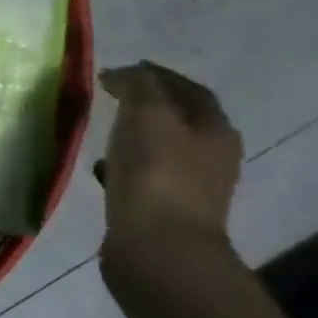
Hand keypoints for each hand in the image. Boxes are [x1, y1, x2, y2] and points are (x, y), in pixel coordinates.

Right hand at [96, 62, 242, 254]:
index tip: (120, 69)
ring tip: (102, 130)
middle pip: (180, 119)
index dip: (157, 75)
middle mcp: (212, 155)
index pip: (189, 89)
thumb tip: (125, 73)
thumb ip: (138, 86)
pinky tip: (104, 168)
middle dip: (147, 104)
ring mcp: (191, 185)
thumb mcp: (147, 115)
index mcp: (215, 128)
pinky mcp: (165, 209)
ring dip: (135, 135)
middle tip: (110, 96)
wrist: (158, 247)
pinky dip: (126, 164)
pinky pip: (146, 175)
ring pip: (162, 147)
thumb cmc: (156, 174)